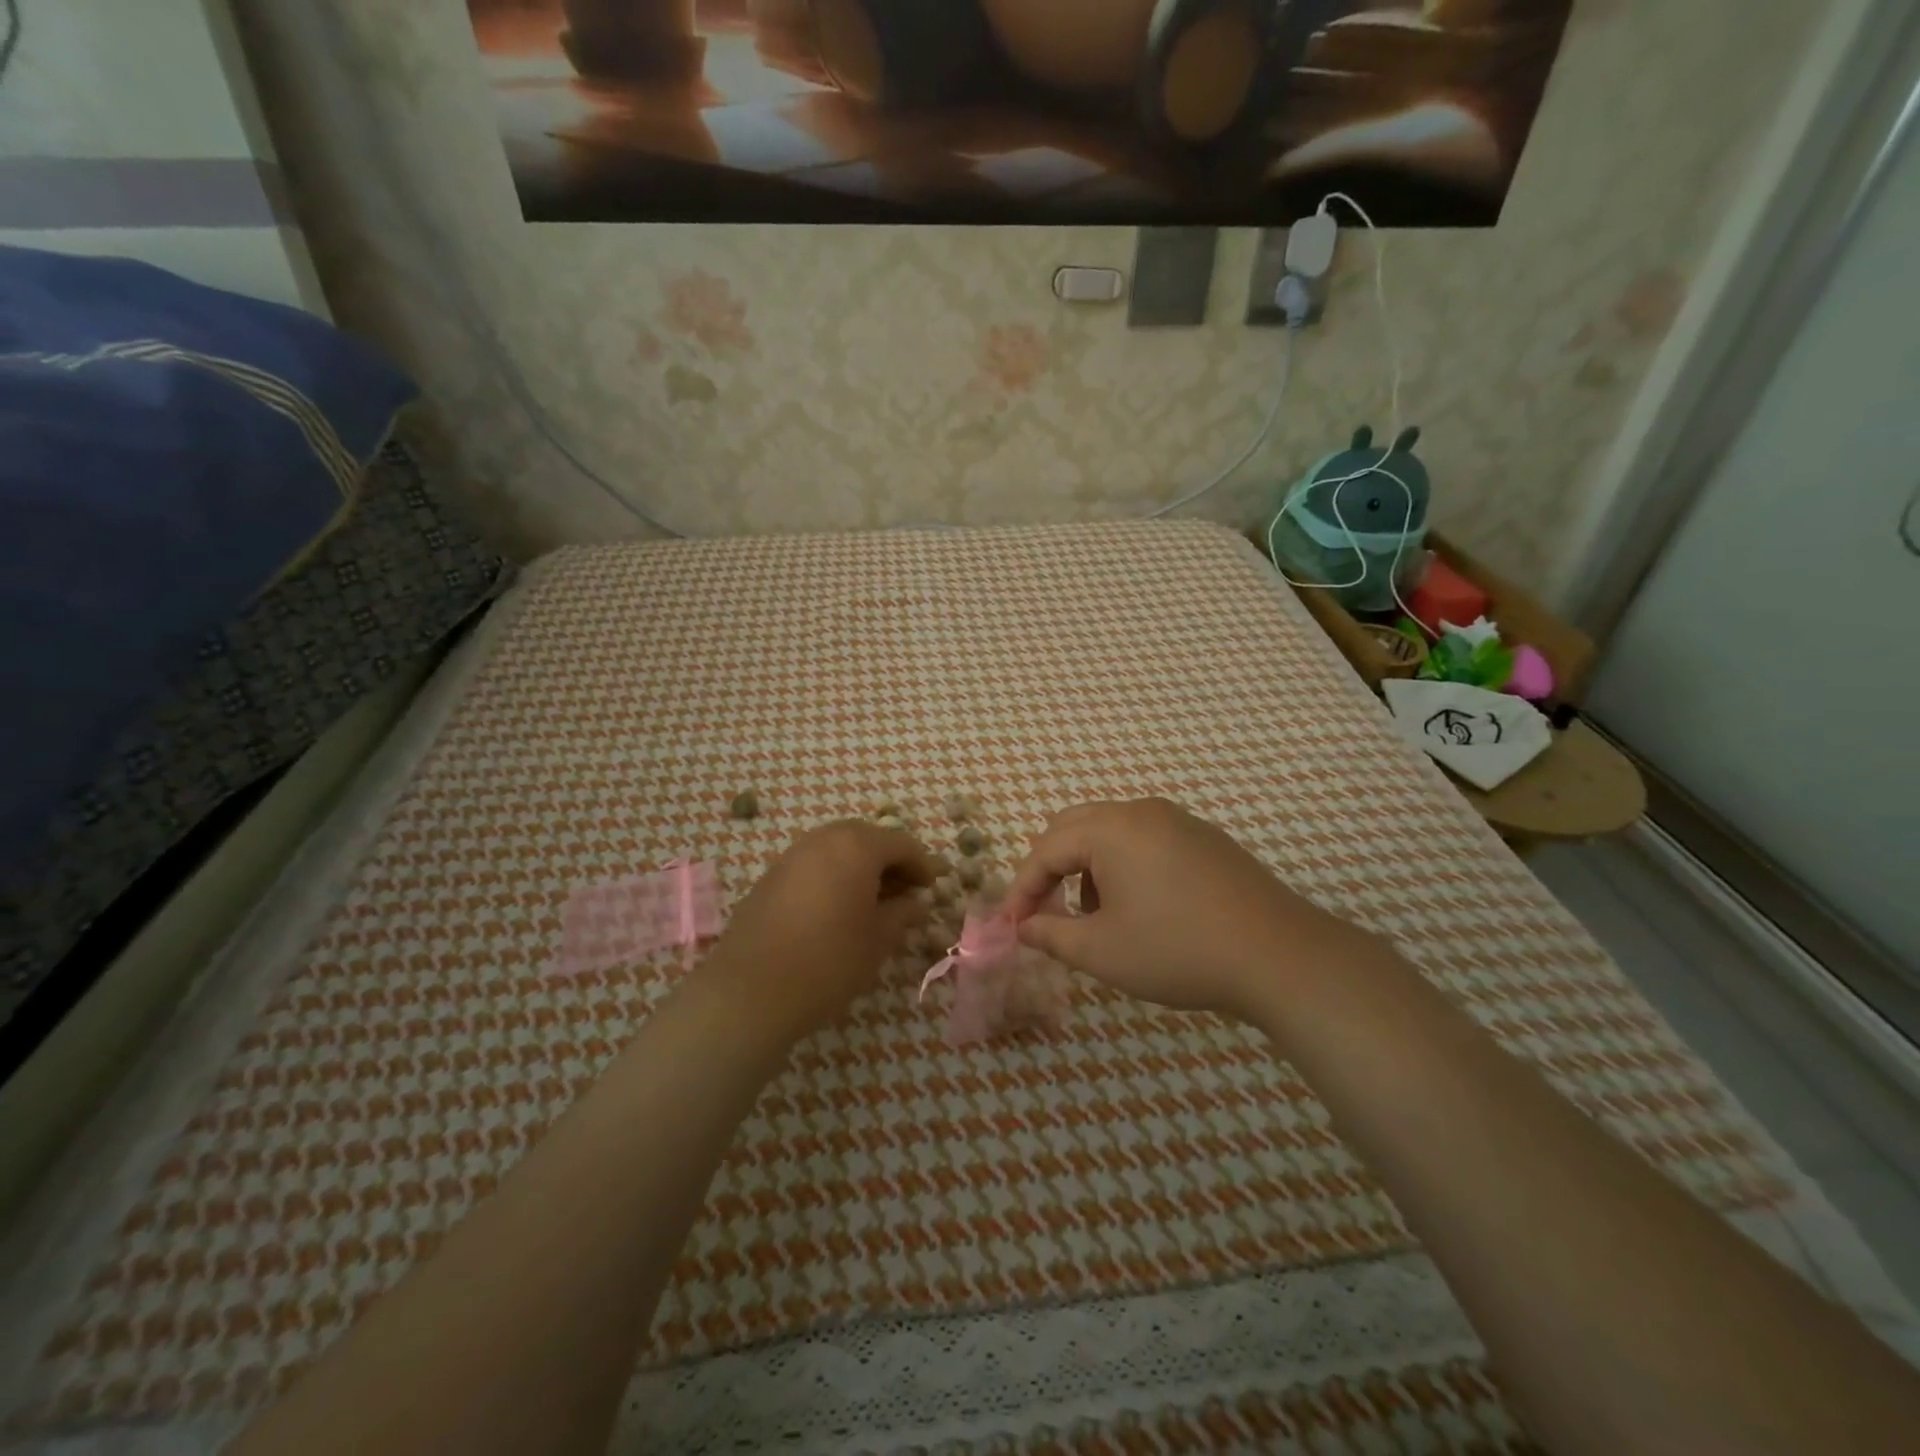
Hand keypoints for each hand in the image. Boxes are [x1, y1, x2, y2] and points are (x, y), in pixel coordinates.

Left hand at [703, 821, 940, 1038]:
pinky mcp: (770, 876)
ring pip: (837, 848)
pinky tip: (836, 909)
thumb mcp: (879, 940)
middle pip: (867, 837)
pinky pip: (813, 864)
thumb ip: (903, 914)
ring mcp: (792, 855)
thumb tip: (914, 902)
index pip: (901, 842)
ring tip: (871, 902)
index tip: (932, 888)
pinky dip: (832, 876)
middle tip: (904, 892)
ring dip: (859, 867)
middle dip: (889, 860)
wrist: (752, 991)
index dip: (922, 864)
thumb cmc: (829, 961)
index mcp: (856, 846)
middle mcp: (823, 839)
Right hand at [1005, 798, 1371, 1021]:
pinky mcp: (1204, 838)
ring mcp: (1177, 820)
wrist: (1280, 955)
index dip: (1022, 889)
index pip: (1045, 850)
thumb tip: (1023, 927)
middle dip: (1051, 869)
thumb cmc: (1178, 951)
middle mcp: (1140, 811)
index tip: (1012, 926)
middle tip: (1046, 913)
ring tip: (1096, 916)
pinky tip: (1141, 907)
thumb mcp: (1103, 951)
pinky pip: (1144, 839)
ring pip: (1109, 832)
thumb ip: (1051, 935)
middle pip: (1073, 828)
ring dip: (1087, 867)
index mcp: (1110, 829)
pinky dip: (1122, 865)